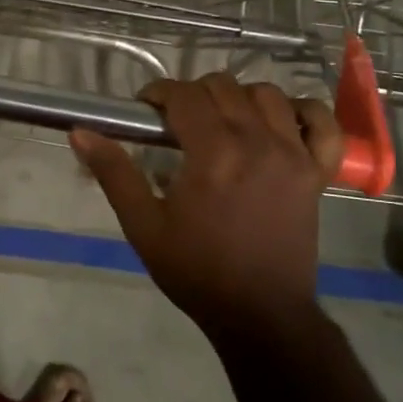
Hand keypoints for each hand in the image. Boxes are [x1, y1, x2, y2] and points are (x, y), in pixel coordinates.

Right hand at [70, 75, 340, 336]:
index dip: (159, 93)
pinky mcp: (318, 171)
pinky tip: (283, 121)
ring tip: (223, 122)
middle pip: (224, 87)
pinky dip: (305, 112)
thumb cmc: (196, 271)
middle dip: (193, 94)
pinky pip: (322, 123)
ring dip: (239, 97)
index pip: (184, 95)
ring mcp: (294, 154)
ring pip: (268, 94)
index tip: (146, 110)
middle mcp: (257, 142)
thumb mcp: (144, 225)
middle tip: (178, 122)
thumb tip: (80, 132)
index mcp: (214, 154)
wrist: (260, 314)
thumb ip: (114, 173)